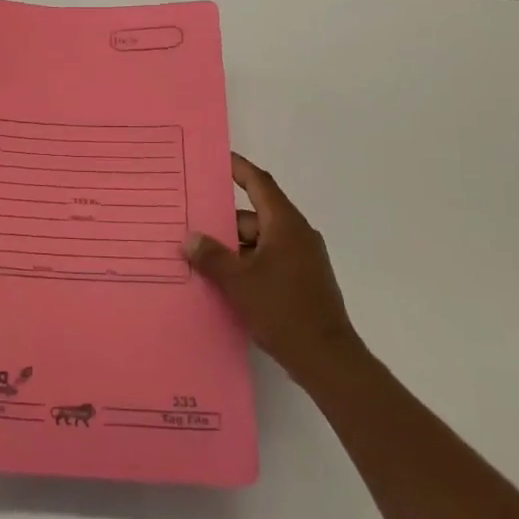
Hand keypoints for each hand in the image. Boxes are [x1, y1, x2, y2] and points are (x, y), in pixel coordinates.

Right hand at [184, 154, 360, 383]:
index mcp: (285, 224)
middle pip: (255, 216)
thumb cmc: (283, 310)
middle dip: (224, 221)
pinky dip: (248, 265)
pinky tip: (225, 282)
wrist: (328, 360)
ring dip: (234, 248)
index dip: (238, 168)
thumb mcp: (239, 282)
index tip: (218, 158)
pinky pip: (270, 261)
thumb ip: (212, 256)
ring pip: (261, 242)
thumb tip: (191, 238)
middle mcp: (297, 235)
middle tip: (192, 224)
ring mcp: (303, 260)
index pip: (259, 183)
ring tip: (202, 258)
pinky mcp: (304, 282)